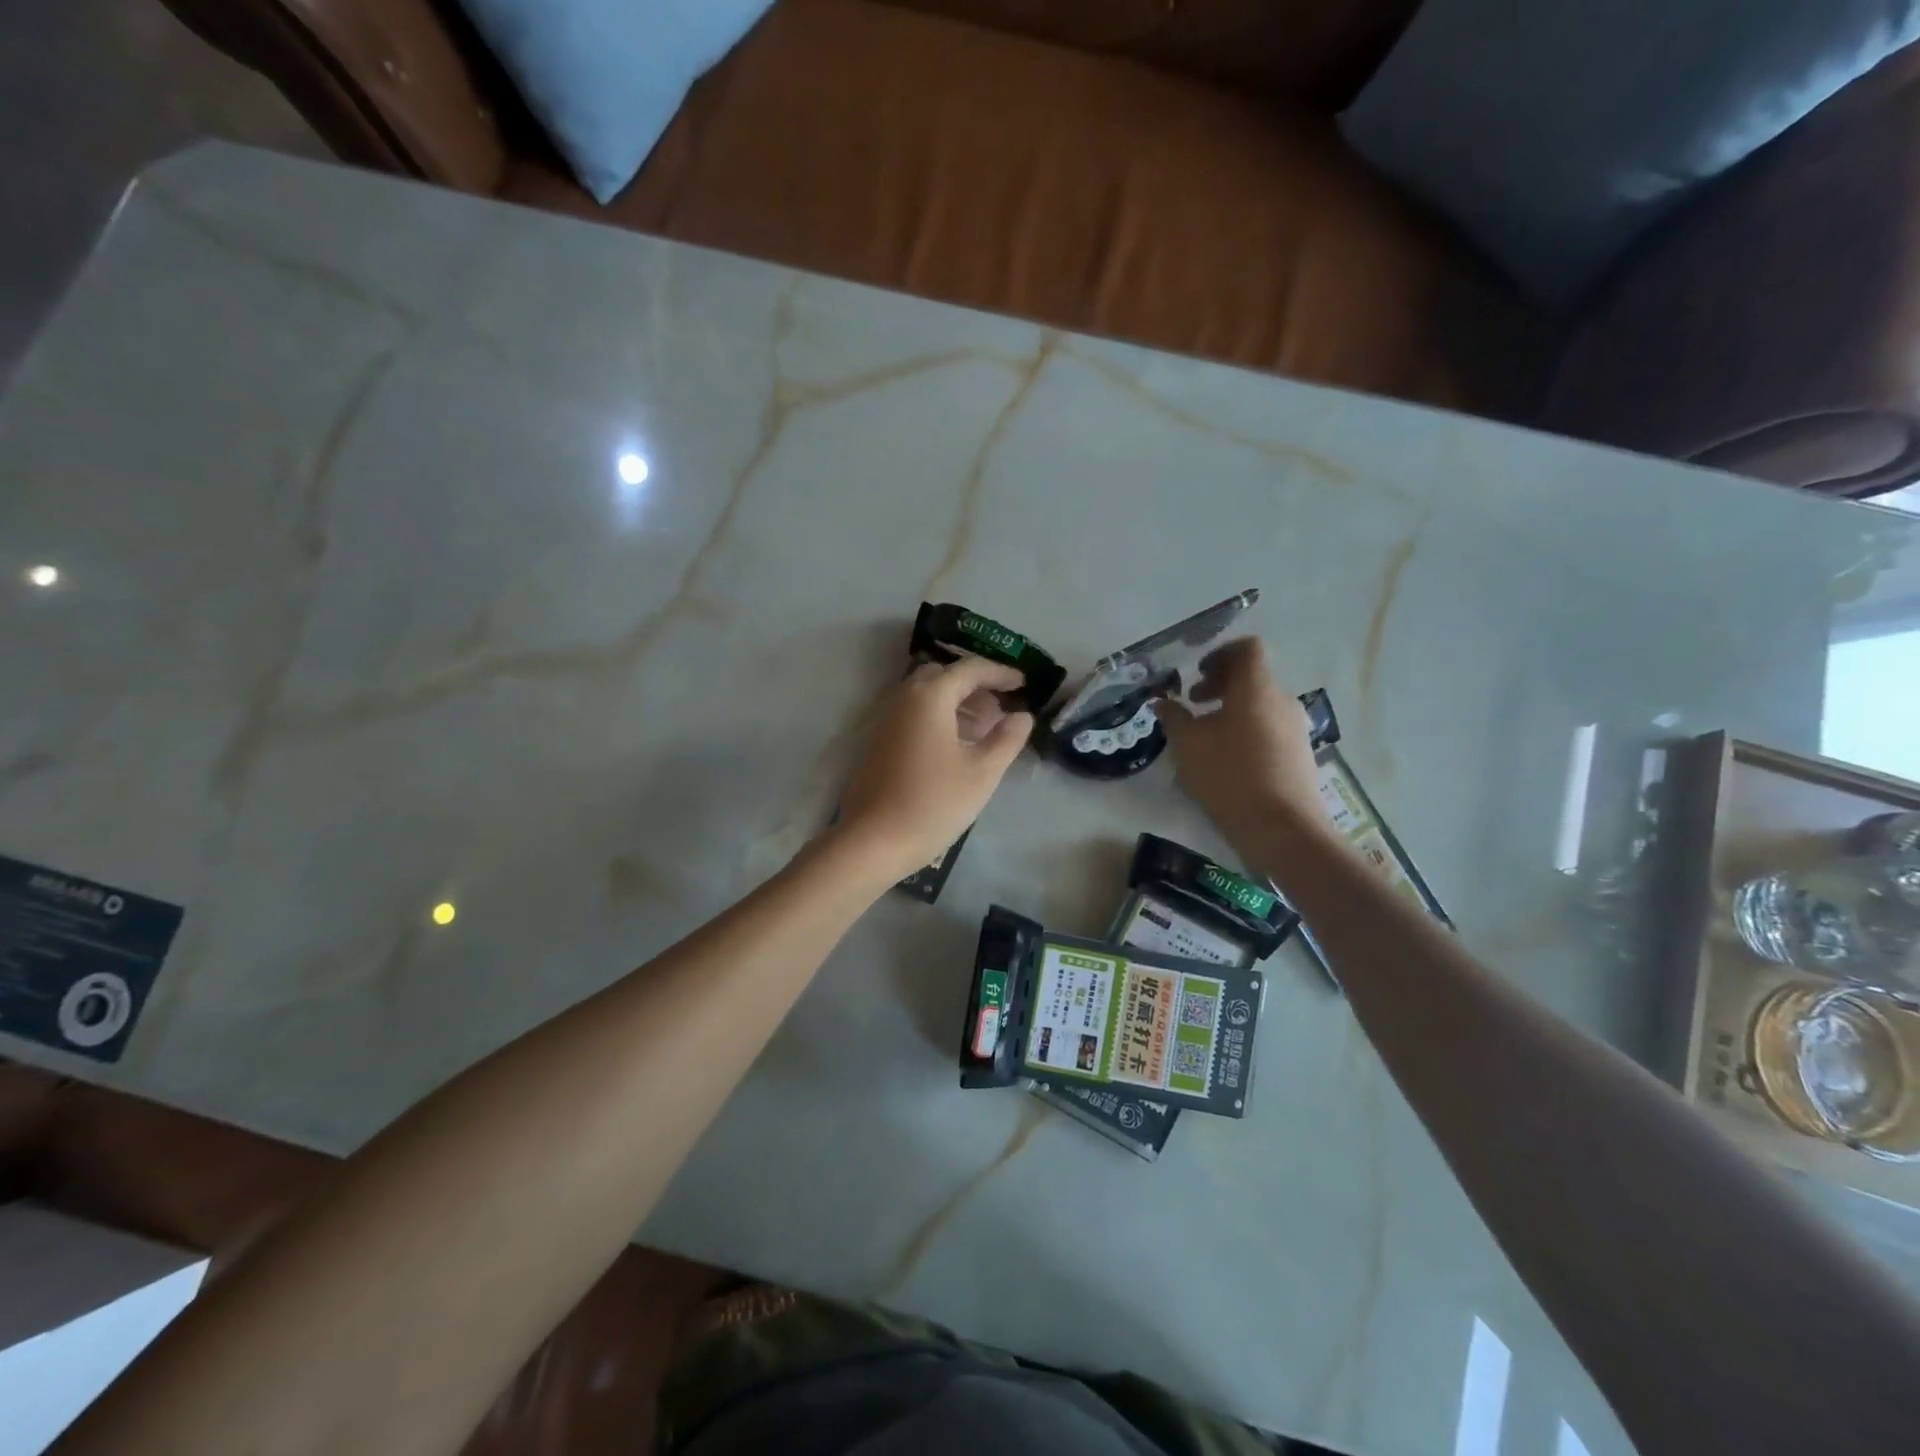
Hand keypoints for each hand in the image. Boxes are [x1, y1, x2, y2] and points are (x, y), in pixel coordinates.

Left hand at [836, 656, 1034, 883]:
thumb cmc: (933, 803)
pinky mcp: (878, 741)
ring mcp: (886, 719)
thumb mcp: (982, 772)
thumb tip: (1022, 716)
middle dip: (976, 686)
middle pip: (944, 676)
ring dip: (957, 703)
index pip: (970, 669)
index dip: (1000, 673)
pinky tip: (956, 747)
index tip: (1023, 683)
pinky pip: (914, 715)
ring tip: (985, 730)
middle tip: (1001, 707)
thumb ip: (1007, 739)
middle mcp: (904, 698)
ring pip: (927, 696)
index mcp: (930, 697)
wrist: (873, 840)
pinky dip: (939, 718)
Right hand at [1158, 638, 1330, 853]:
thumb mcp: (1189, 746)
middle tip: (1194, 703)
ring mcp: (1295, 727)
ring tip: (1206, 736)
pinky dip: (1247, 729)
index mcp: (1256, 688)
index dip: (1220, 654)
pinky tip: (1228, 759)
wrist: (1283, 827)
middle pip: (1253, 676)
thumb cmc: (1230, 776)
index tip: (1197, 674)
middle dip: (1220, 684)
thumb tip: (1163, 702)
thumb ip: (1174, 717)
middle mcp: (1281, 700)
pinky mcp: (1300, 752)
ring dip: (1232, 709)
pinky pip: (1269, 727)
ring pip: (1260, 704)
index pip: (1247, 649)